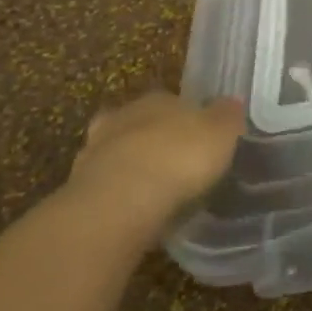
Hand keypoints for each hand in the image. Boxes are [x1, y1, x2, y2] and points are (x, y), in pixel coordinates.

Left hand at [61, 92, 243, 246]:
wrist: (119, 202)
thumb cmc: (179, 157)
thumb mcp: (221, 132)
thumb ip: (227, 116)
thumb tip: (232, 102)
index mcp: (157, 98)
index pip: (172, 101)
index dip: (186, 118)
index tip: (199, 138)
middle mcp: (122, 117)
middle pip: (141, 125)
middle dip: (154, 141)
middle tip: (176, 163)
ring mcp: (94, 153)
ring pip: (119, 154)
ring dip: (133, 168)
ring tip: (156, 191)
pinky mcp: (79, 190)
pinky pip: (108, 188)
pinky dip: (120, 196)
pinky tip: (137, 211)